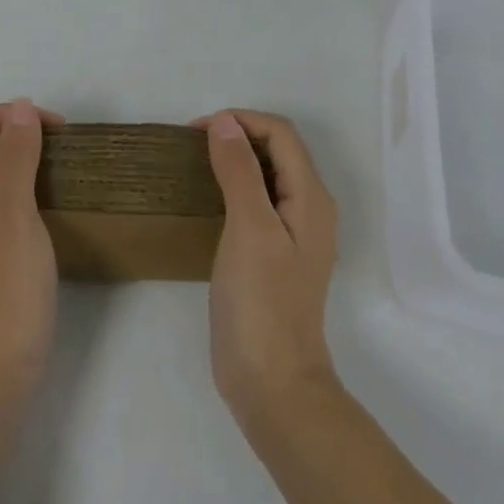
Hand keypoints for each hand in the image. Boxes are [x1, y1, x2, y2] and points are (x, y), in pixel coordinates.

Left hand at [0, 99, 64, 409]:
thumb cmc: (4, 287)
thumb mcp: (14, 212)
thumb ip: (17, 155)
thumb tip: (20, 105)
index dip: (16, 115)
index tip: (58, 134)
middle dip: (21, 133)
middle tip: (64, 153)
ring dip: (25, 160)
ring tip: (62, 174)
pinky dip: (24, 188)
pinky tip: (49, 206)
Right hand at [194, 109, 340, 439]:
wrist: (272, 383)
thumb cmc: (261, 302)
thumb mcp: (249, 228)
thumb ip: (239, 171)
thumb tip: (225, 123)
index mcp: (311, 198)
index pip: (281, 134)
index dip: (241, 120)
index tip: (196, 130)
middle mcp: (310, 209)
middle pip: (278, 150)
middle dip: (238, 134)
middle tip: (192, 144)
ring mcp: (294, 234)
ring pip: (268, 174)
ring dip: (236, 158)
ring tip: (196, 163)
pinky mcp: (276, 254)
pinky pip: (259, 200)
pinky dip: (235, 185)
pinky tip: (209, 198)